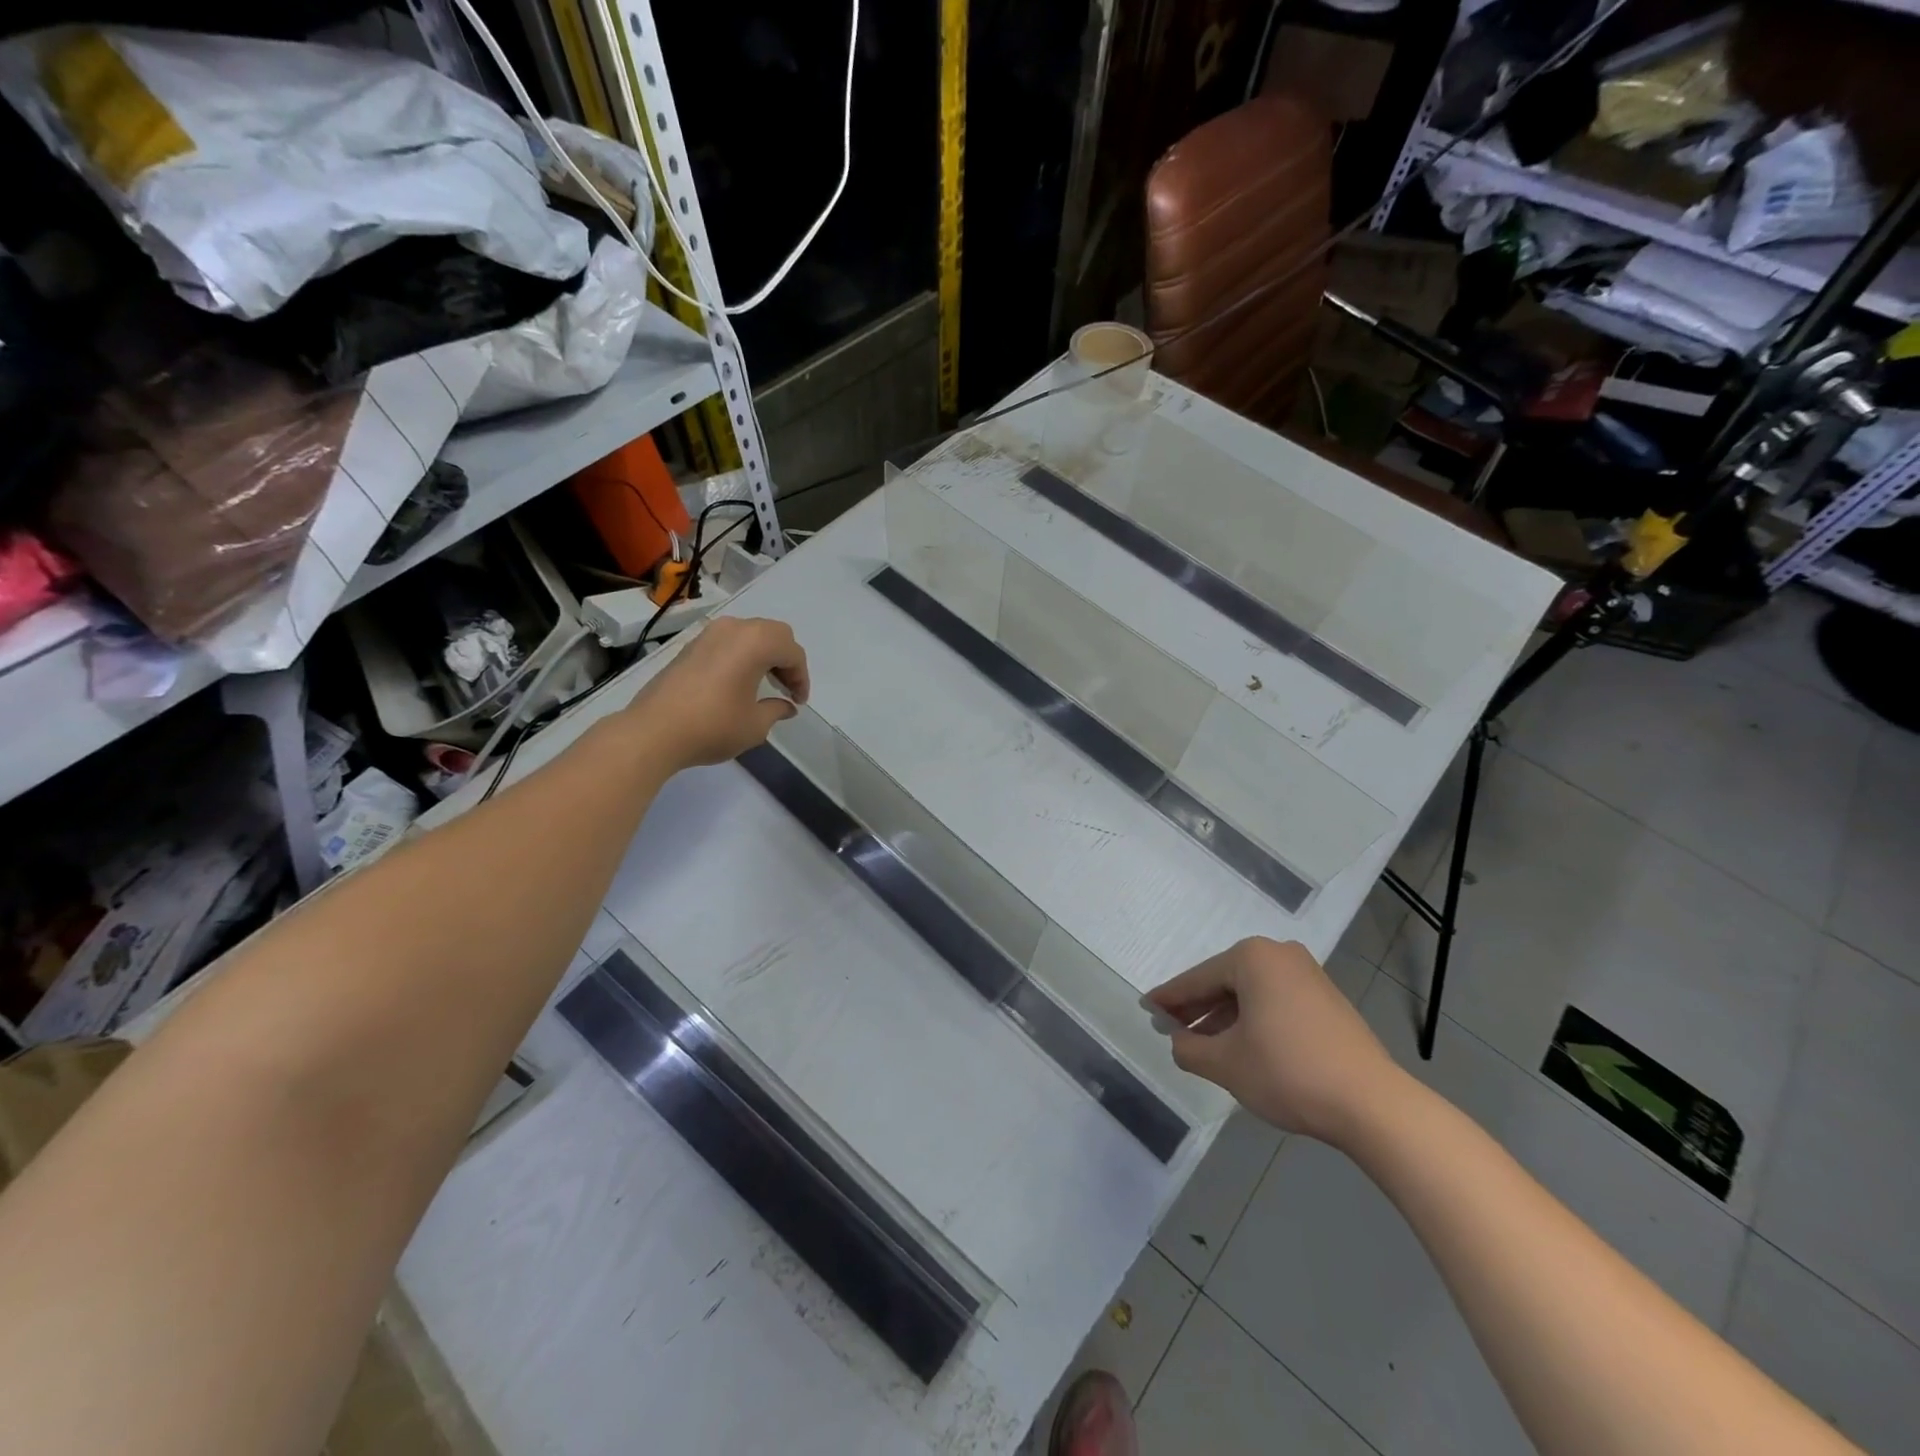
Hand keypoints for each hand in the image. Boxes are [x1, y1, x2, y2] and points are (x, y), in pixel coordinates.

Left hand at [625, 616, 809, 768]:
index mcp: (756, 642)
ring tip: (765, 684)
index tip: (798, 701)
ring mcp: (709, 634)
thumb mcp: (755, 725)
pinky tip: (738, 682)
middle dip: (786, 660)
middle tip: (786, 688)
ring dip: (764, 655)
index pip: (792, 653)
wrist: (654, 731)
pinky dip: (742, 656)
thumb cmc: (713, 726)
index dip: (801, 678)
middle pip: (774, 634)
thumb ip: (776, 710)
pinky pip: (728, 642)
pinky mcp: (691, 646)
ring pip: (750, 634)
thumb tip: (786, 706)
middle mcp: (734, 628)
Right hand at [1146, 937, 1406, 1145]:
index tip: (1146, 1009)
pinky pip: (1275, 1002)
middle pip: (1224, 982)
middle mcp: (1280, 955)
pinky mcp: (1328, 1001)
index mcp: (1252, 957)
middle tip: (1170, 1029)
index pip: (1197, 979)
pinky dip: (1253, 1020)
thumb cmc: (1287, 1071)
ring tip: (1202, 1045)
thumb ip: (1189, 1048)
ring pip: (1251, 994)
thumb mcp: (1225, 1063)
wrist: (1372, 1104)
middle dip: (1197, 1008)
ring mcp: (1309, 976)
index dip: (1169, 999)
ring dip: (1224, 1017)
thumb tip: (1178, 1041)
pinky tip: (1241, 1046)